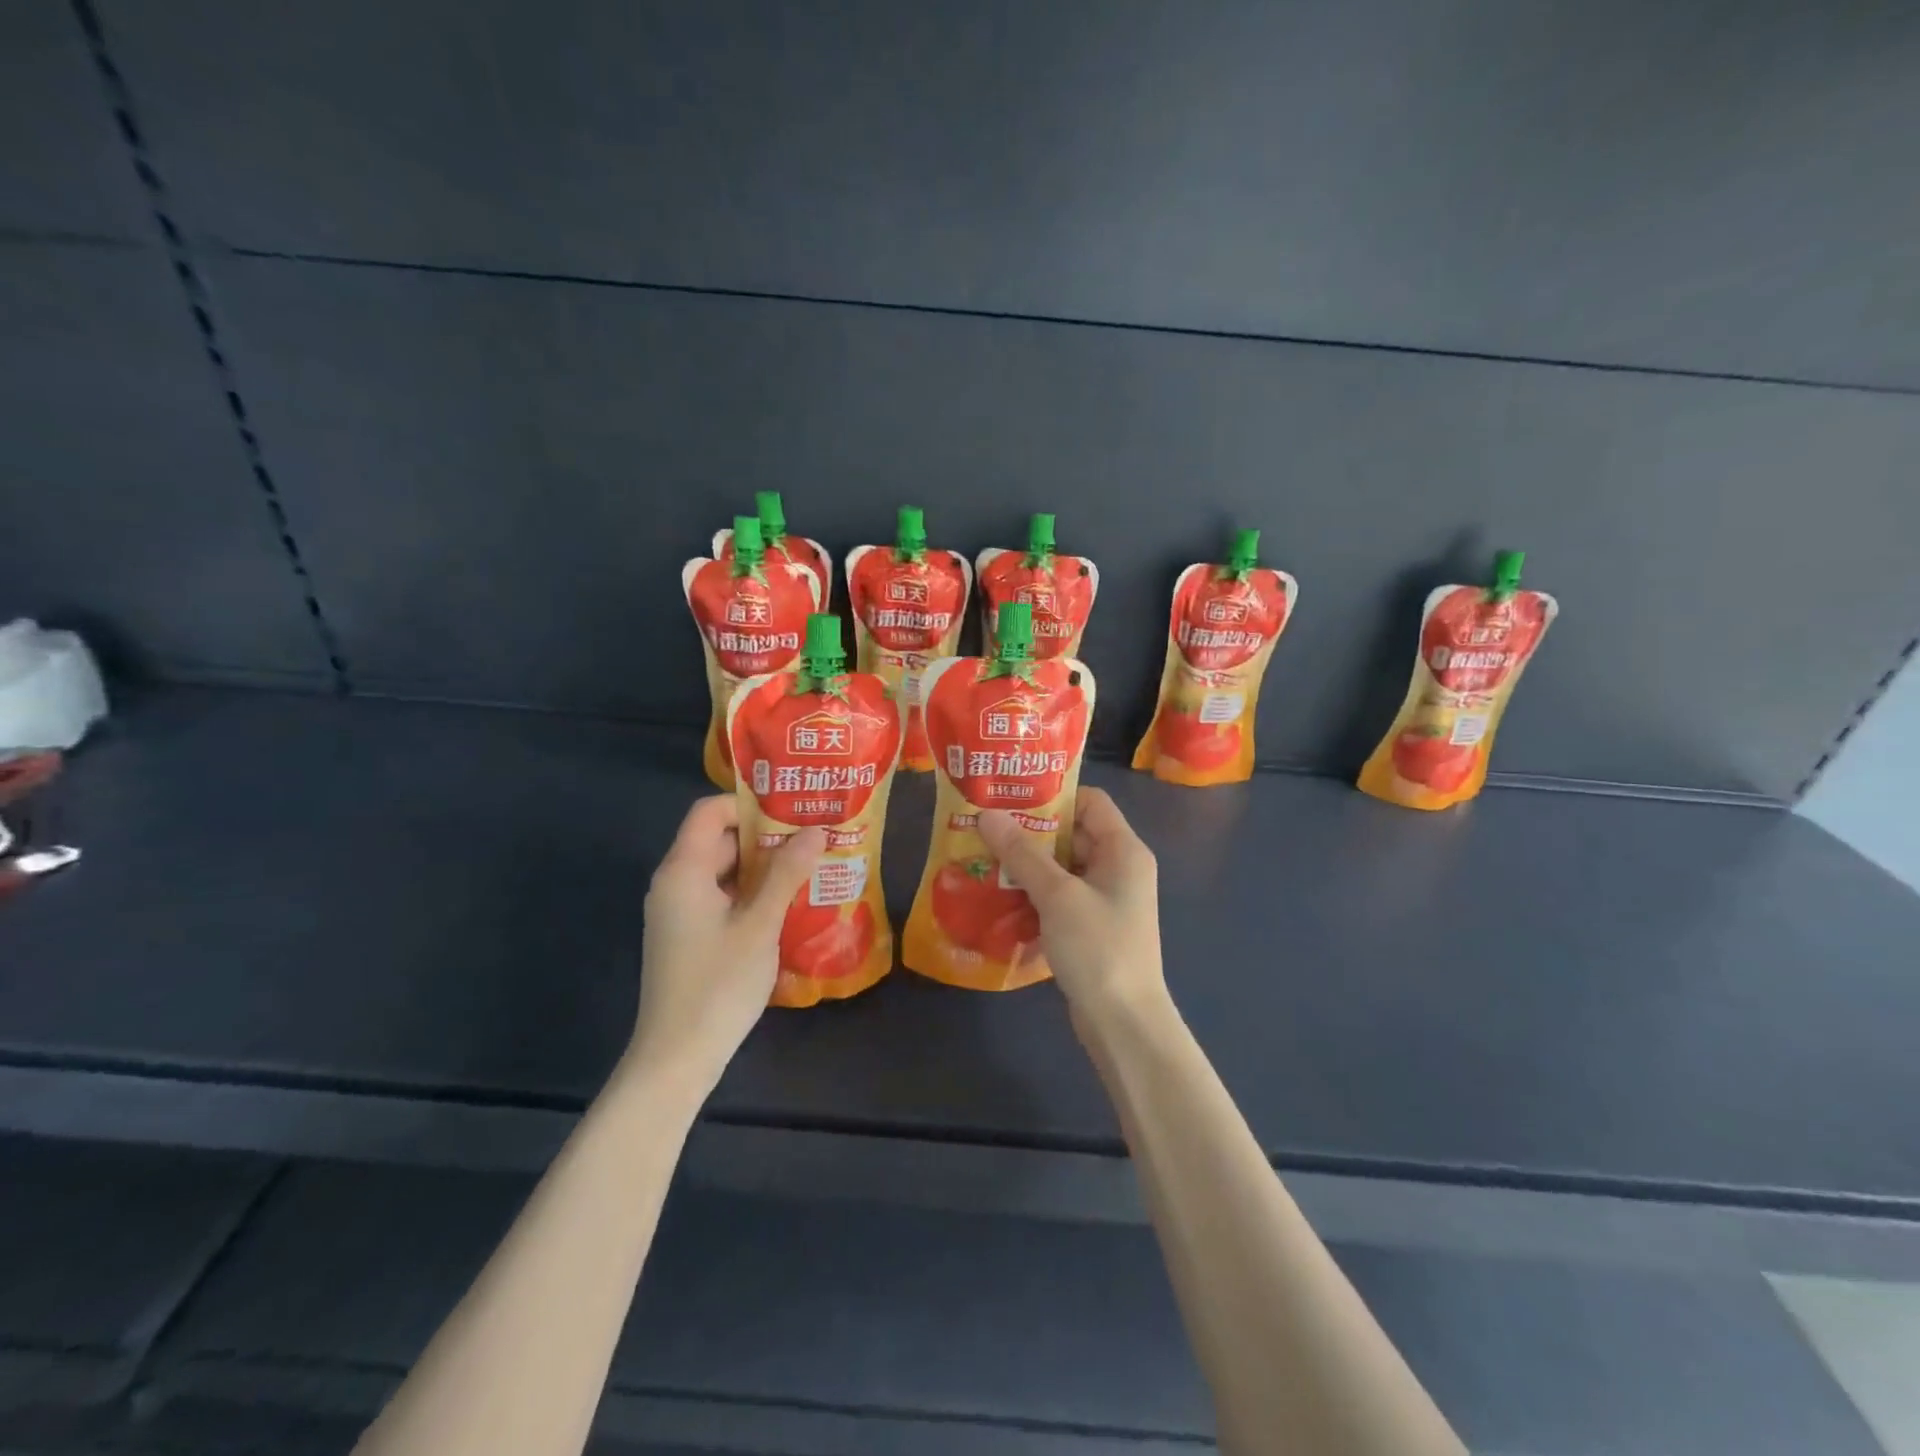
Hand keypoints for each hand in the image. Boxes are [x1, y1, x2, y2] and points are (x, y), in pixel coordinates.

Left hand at [630, 795, 824, 1094]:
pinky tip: (788, 903)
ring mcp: (679, 911)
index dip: (749, 804)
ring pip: (724, 870)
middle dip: (766, 836)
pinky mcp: (687, 935)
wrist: (677, 1057)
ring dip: (763, 867)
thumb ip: (787, 873)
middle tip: (813, 837)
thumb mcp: (760, 924)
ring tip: (810, 866)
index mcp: (683, 870)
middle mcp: (674, 883)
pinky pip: (721, 897)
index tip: (793, 810)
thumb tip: (816, 830)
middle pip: (719, 839)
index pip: (710, 811)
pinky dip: (751, 893)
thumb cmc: (718, 983)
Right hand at [977, 788, 1167, 1030]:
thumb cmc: (1098, 948)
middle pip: (1072, 833)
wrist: (1124, 1024)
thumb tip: (987, 814)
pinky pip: (1060, 897)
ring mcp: (1106, 899)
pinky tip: (999, 897)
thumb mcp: (1057, 895)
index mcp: (1123, 849)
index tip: (1010, 800)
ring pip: (1062, 868)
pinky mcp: (1092, 926)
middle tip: (985, 829)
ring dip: (1026, 866)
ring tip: (983, 860)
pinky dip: (1033, 894)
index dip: (1053, 796)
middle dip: (1029, 833)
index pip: (1090, 801)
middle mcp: (1119, 868)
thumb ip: (1022, 853)